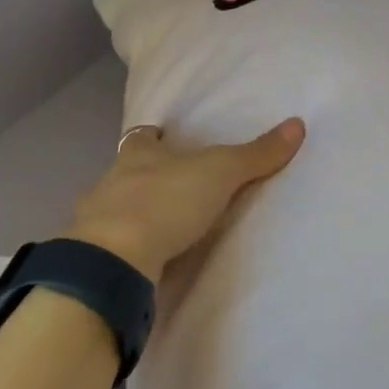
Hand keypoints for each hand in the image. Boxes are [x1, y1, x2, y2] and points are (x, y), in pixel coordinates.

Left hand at [65, 119, 306, 282]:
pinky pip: (109, 251)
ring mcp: (94, 224)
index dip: (154, 137)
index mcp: (137, 155)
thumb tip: (298, 124)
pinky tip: (141, 262)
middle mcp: (110, 182)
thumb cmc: (165, 201)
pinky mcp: (91, 263)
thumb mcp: (221, 172)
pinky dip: (124, 253)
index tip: (165, 137)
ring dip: (131, 216)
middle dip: (143, 177)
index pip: (142, 137)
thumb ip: (257, 154)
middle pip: (125, 173)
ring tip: (159, 228)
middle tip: (171, 186)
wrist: (111, 263)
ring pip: (113, 211)